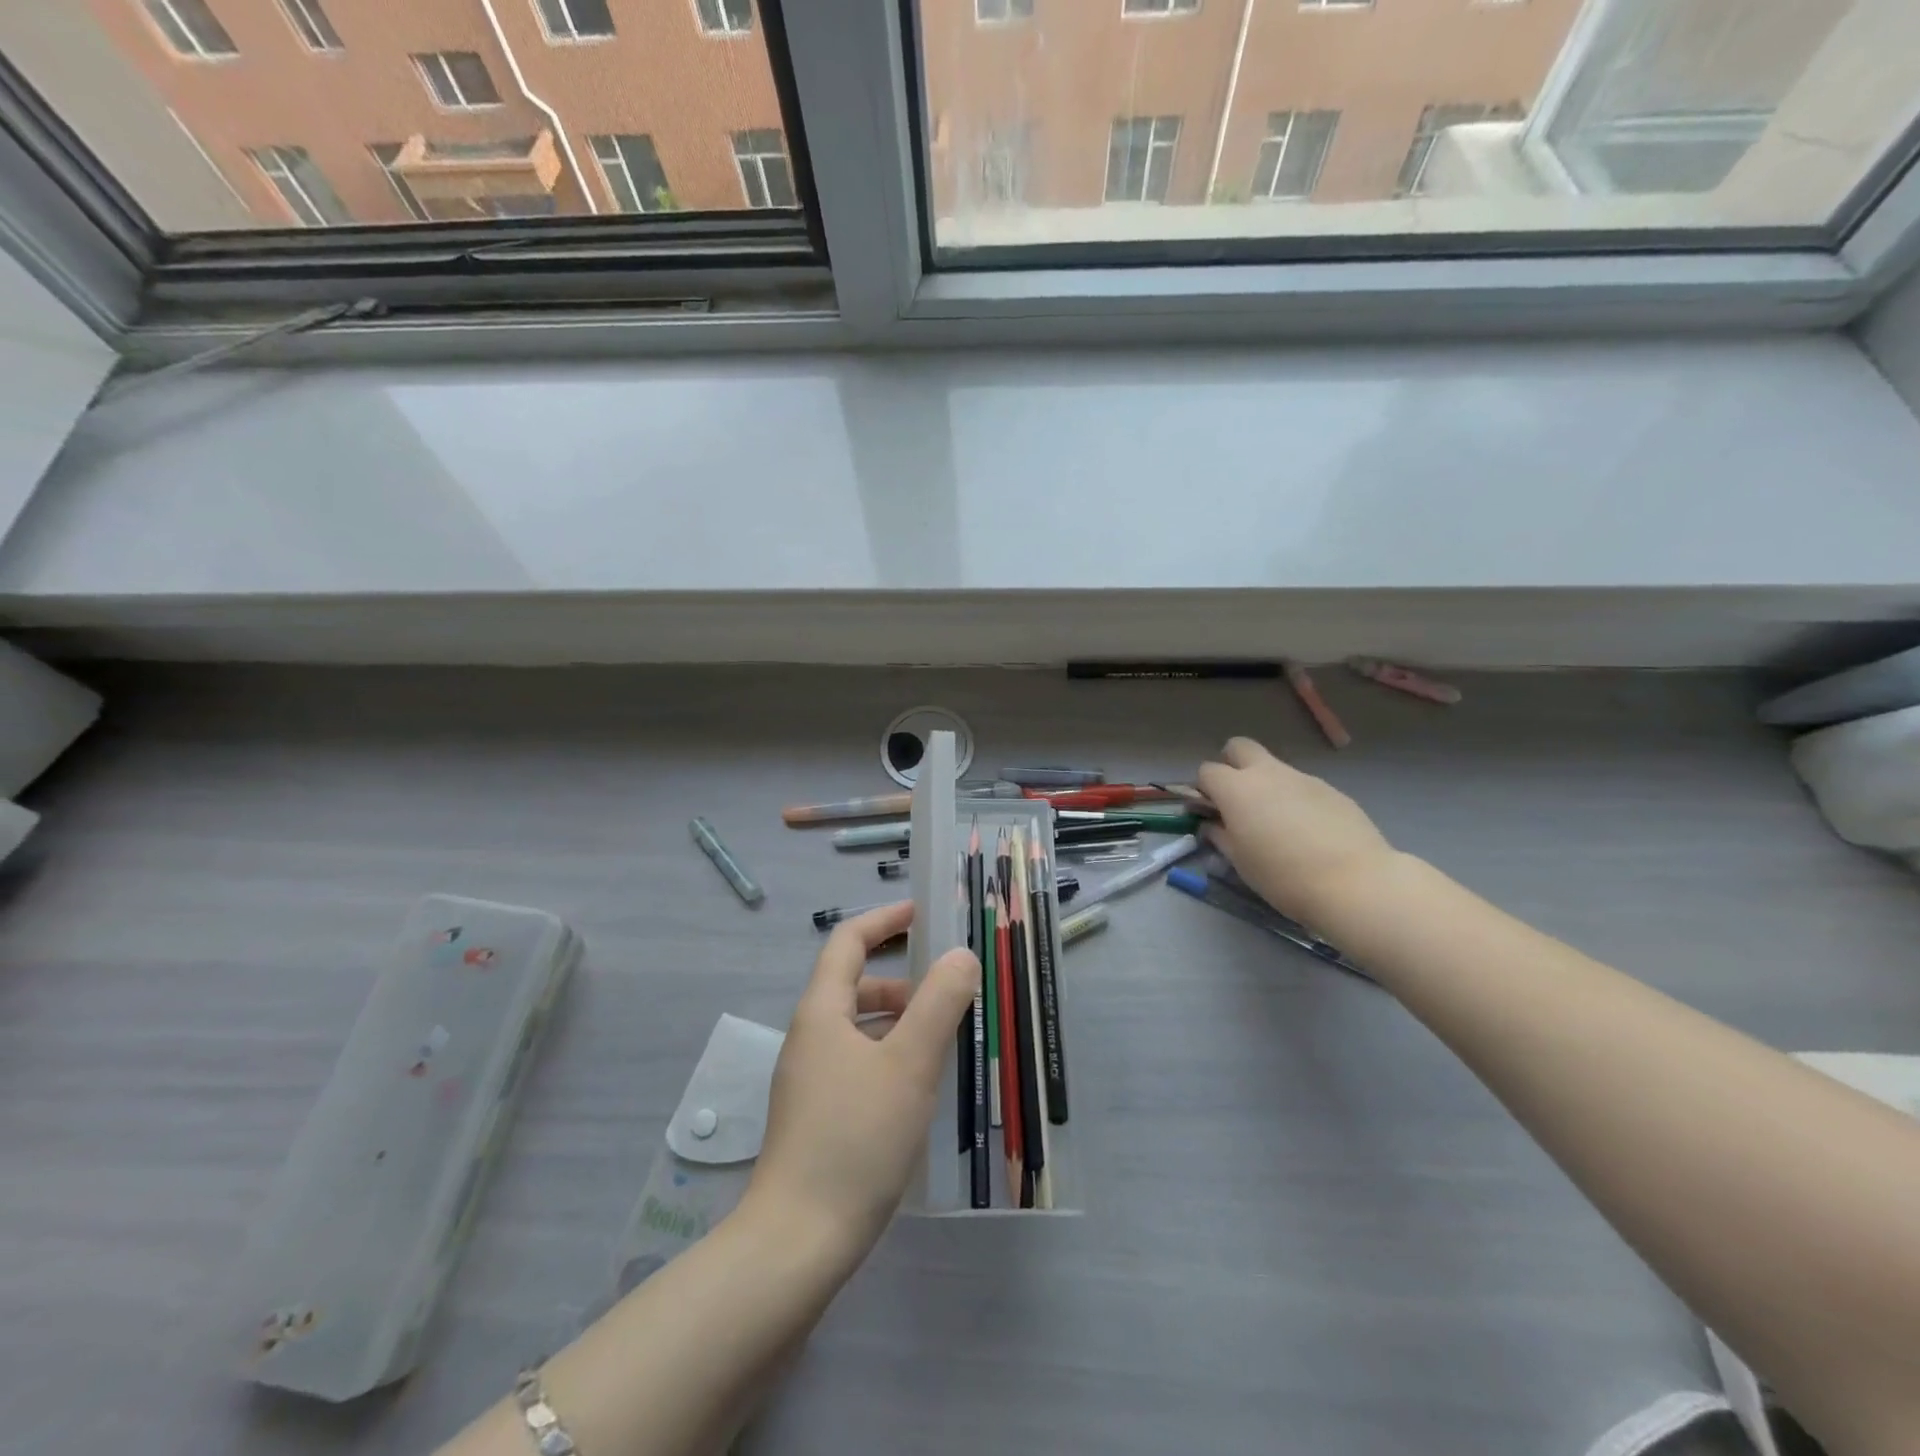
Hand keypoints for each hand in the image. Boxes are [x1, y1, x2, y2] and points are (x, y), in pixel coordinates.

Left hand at [749, 902, 979, 1262]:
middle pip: (854, 986)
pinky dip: (889, 1057)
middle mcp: (808, 1037)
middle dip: (902, 982)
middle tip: (950, 993)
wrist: (796, 1243)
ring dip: (899, 1023)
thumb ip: (939, 1003)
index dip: (884, 920)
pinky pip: (857, 1063)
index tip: (922, 914)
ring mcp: (808, 1080)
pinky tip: (918, 1089)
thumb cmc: (856, 1140)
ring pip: (858, 1029)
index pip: (848, 942)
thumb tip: (961, 956)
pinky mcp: (815, 1116)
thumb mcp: (909, 1065)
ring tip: (944, 1042)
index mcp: (821, 1012)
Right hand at [1196, 737, 1397, 925]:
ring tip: (1280, 826)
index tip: (1211, 813)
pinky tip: (1310, 833)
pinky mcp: (1333, 790)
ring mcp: (1303, 778)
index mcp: (1236, 789)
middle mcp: (1268, 773)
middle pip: (1239, 748)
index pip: (1207, 771)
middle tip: (1238, 801)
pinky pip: (1303, 787)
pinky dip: (1297, 801)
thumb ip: (1221, 836)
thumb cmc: (1283, 877)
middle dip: (1232, 765)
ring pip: (1275, 769)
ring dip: (1267, 787)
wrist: (1355, 883)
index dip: (1204, 790)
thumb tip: (1213, 825)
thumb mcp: (1240, 862)